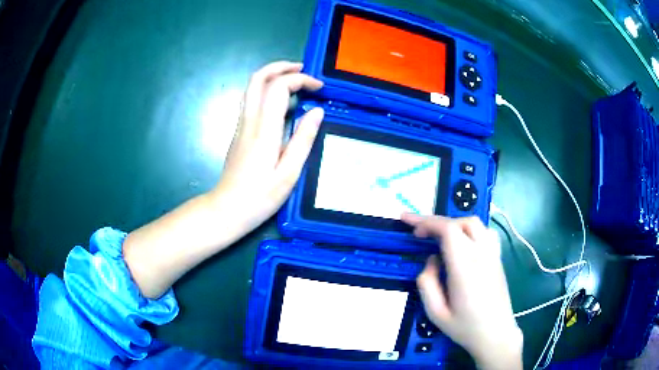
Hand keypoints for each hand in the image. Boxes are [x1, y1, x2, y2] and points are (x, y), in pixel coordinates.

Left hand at [123, 61, 322, 298]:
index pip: (278, 87)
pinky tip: (284, 104)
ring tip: (297, 82)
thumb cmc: (259, 197)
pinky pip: (253, 101)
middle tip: (303, 70)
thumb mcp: (289, 174)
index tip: (319, 88)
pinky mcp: (239, 132)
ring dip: (274, 77)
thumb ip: (303, 140)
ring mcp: (241, 125)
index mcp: (264, 130)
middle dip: (281, 67)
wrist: (226, 210)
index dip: (300, 79)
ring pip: (252, 87)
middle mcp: (249, 121)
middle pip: (258, 78)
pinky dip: (269, 92)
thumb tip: (317, 111)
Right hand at [402, 214, 522, 369]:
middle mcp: (482, 254)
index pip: (447, 230)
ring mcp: (493, 254)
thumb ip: (427, 283)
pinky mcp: (498, 258)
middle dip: (437, 222)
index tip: (407, 222)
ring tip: (440, 237)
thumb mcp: (436, 313)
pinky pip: (485, 232)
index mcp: (465, 267)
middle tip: (420, 234)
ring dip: (454, 224)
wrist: (496, 334)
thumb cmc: (465, 327)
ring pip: (475, 224)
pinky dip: (470, 230)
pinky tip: (464, 243)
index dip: (425, 221)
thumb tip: (431, 260)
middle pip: (460, 222)